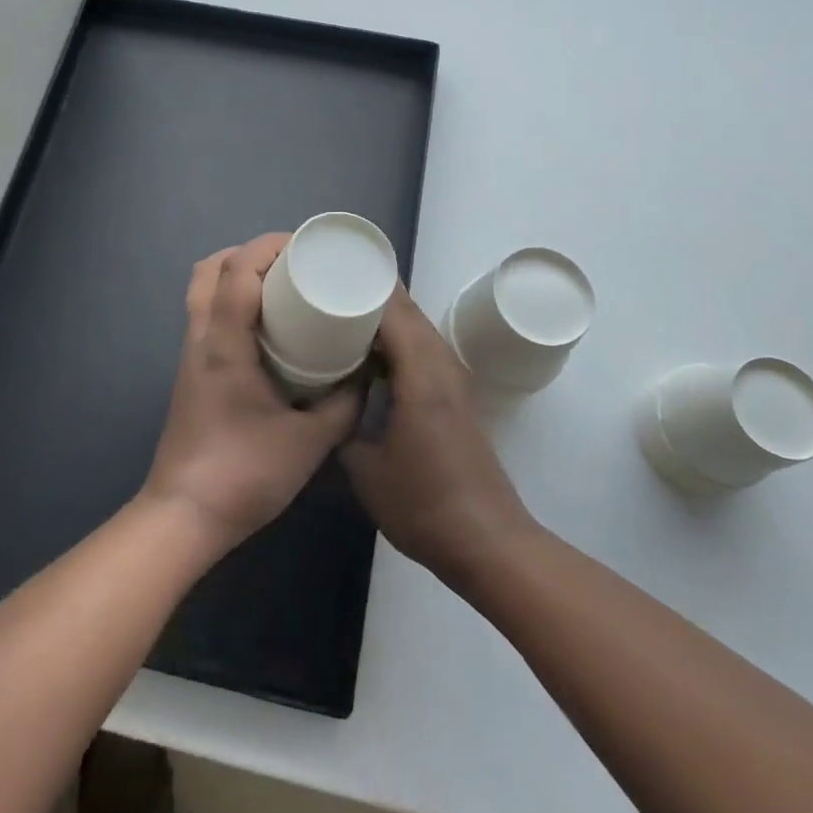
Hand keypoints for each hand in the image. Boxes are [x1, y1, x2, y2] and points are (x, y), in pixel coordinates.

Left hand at [140, 234, 361, 555]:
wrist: (184, 517)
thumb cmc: (244, 474)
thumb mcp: (310, 442)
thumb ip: (344, 405)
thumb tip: (365, 373)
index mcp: (224, 343)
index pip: (237, 270)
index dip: (269, 246)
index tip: (305, 247)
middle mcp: (201, 337)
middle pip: (210, 268)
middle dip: (250, 253)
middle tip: (292, 264)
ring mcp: (191, 354)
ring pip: (202, 289)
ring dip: (236, 274)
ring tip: (279, 286)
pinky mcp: (191, 371)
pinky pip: (206, 313)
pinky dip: (231, 299)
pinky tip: (264, 325)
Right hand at [340, 287, 534, 586]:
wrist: (488, 542)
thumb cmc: (425, 506)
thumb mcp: (366, 471)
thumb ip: (342, 426)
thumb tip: (324, 401)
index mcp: (421, 374)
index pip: (394, 309)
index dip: (365, 284)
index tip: (330, 270)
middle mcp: (442, 365)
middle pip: (408, 311)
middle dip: (371, 292)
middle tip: (329, 285)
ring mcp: (453, 379)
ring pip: (418, 328)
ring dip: (386, 316)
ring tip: (343, 312)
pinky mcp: (456, 395)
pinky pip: (423, 349)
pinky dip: (397, 339)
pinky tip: (370, 354)